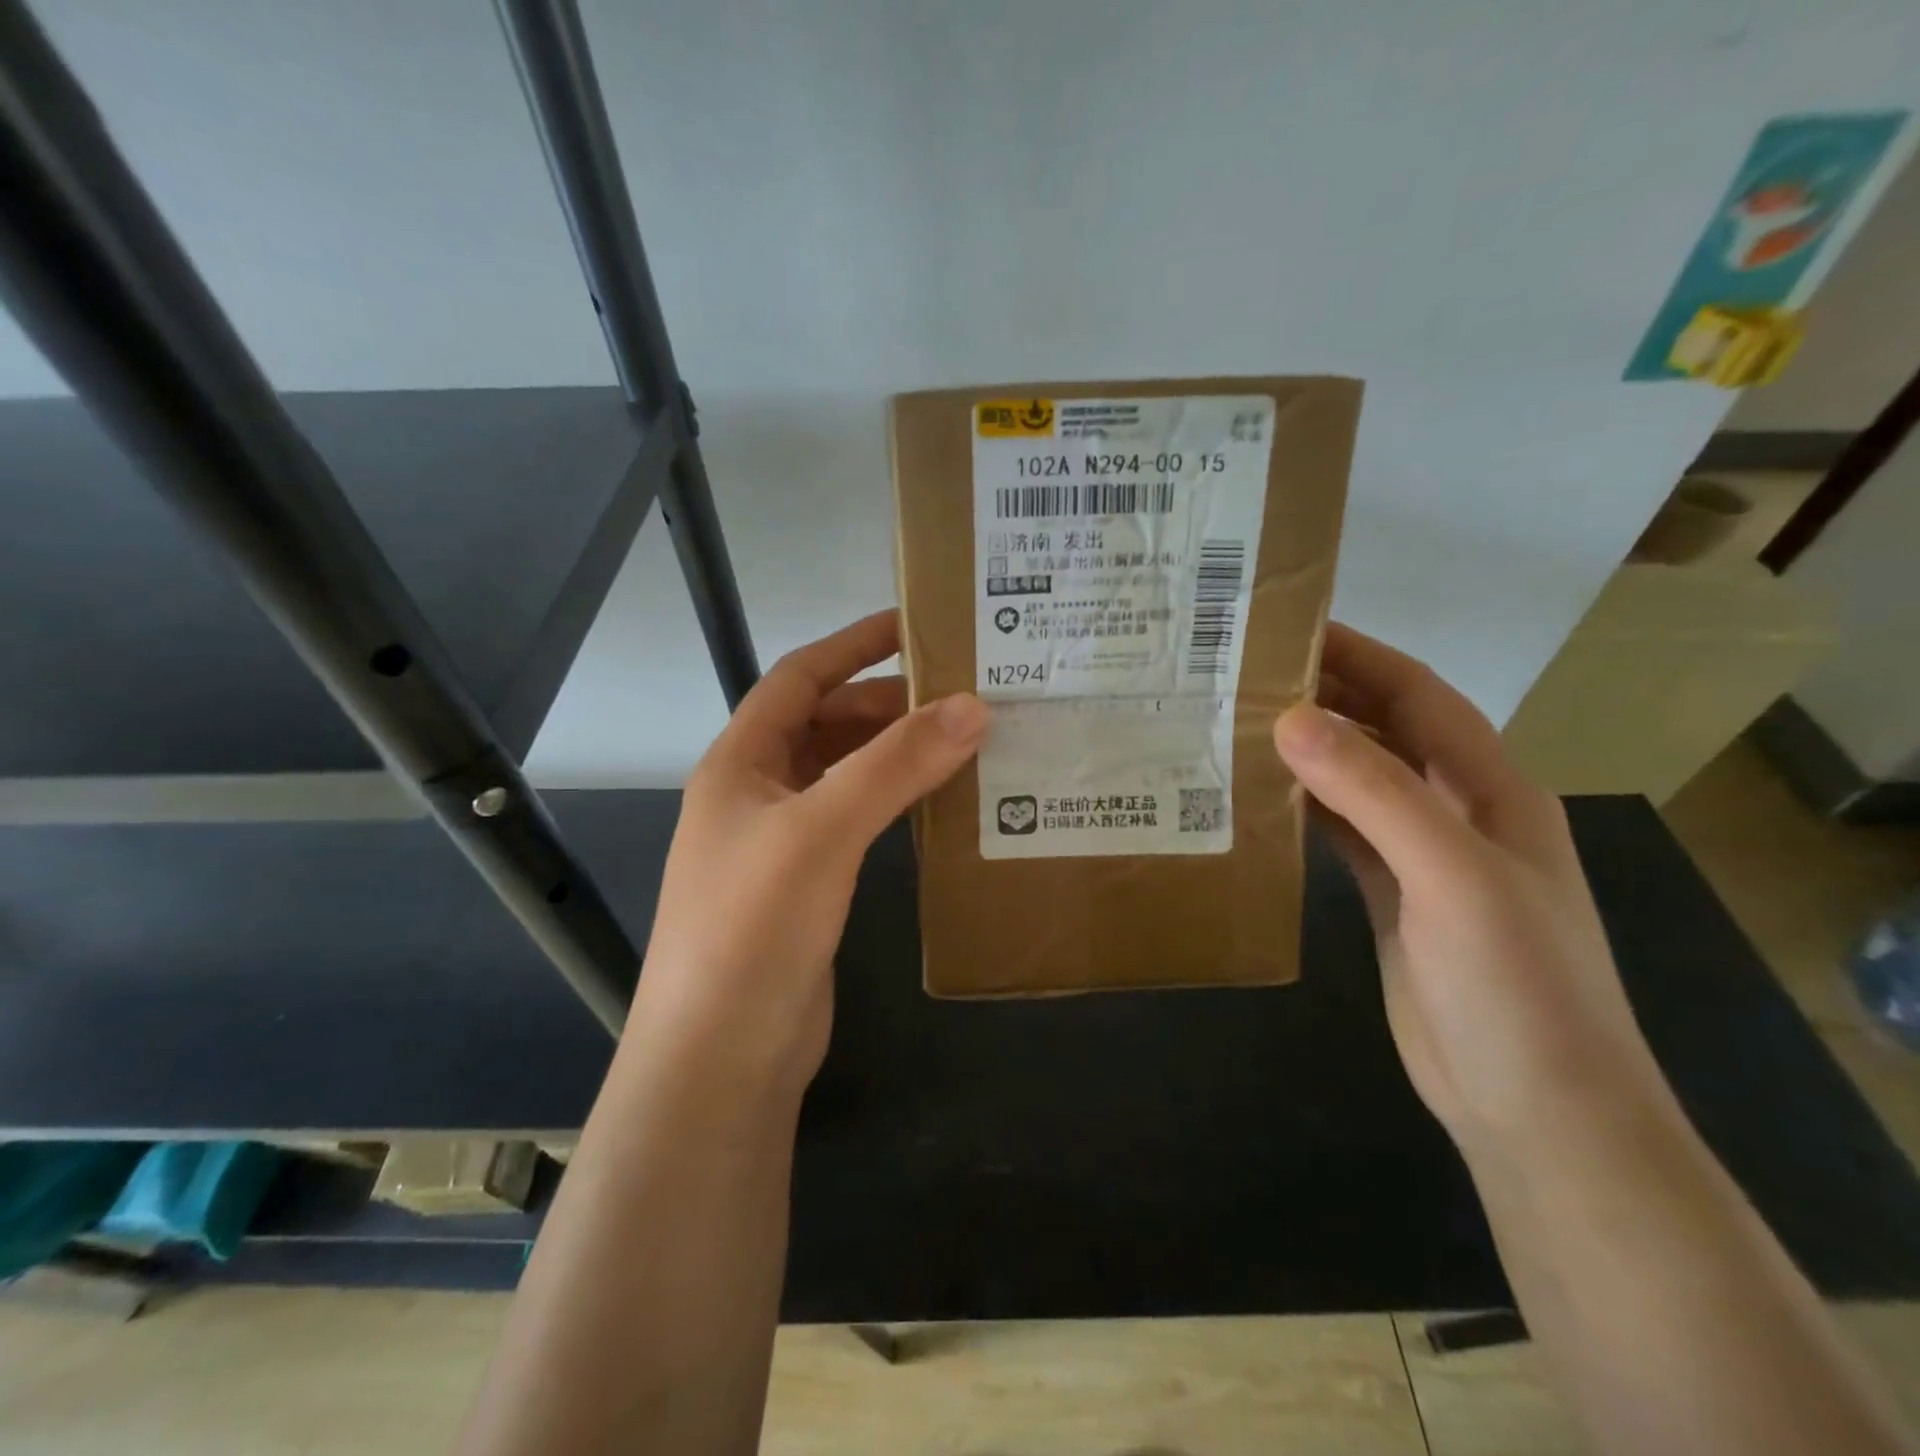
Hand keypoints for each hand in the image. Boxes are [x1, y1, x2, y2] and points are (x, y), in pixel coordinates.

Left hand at [634, 610, 987, 1096]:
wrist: (721, 1057)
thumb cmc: (753, 927)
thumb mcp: (822, 831)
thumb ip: (894, 766)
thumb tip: (971, 706)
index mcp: (740, 762)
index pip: (799, 678)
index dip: (853, 646)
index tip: (914, 626)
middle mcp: (756, 794)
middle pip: (825, 725)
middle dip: (886, 705)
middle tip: (960, 696)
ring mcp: (781, 843)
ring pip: (844, 775)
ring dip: (894, 755)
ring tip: (962, 743)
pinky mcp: (807, 886)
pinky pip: (856, 822)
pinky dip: (893, 803)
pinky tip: (937, 806)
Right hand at [1273, 624, 1676, 1159]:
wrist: (1536, 1109)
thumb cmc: (1514, 986)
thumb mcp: (1451, 877)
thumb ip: (1374, 793)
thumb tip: (1290, 718)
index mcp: (1490, 789)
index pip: (1419, 696)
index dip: (1360, 654)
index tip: (1289, 627)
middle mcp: (1458, 811)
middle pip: (1386, 730)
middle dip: (1326, 694)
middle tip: (1244, 673)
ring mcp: (1424, 857)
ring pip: (1359, 780)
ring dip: (1309, 750)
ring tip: (1237, 725)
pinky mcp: (1392, 896)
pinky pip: (1342, 832)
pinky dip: (1304, 806)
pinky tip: (1258, 798)